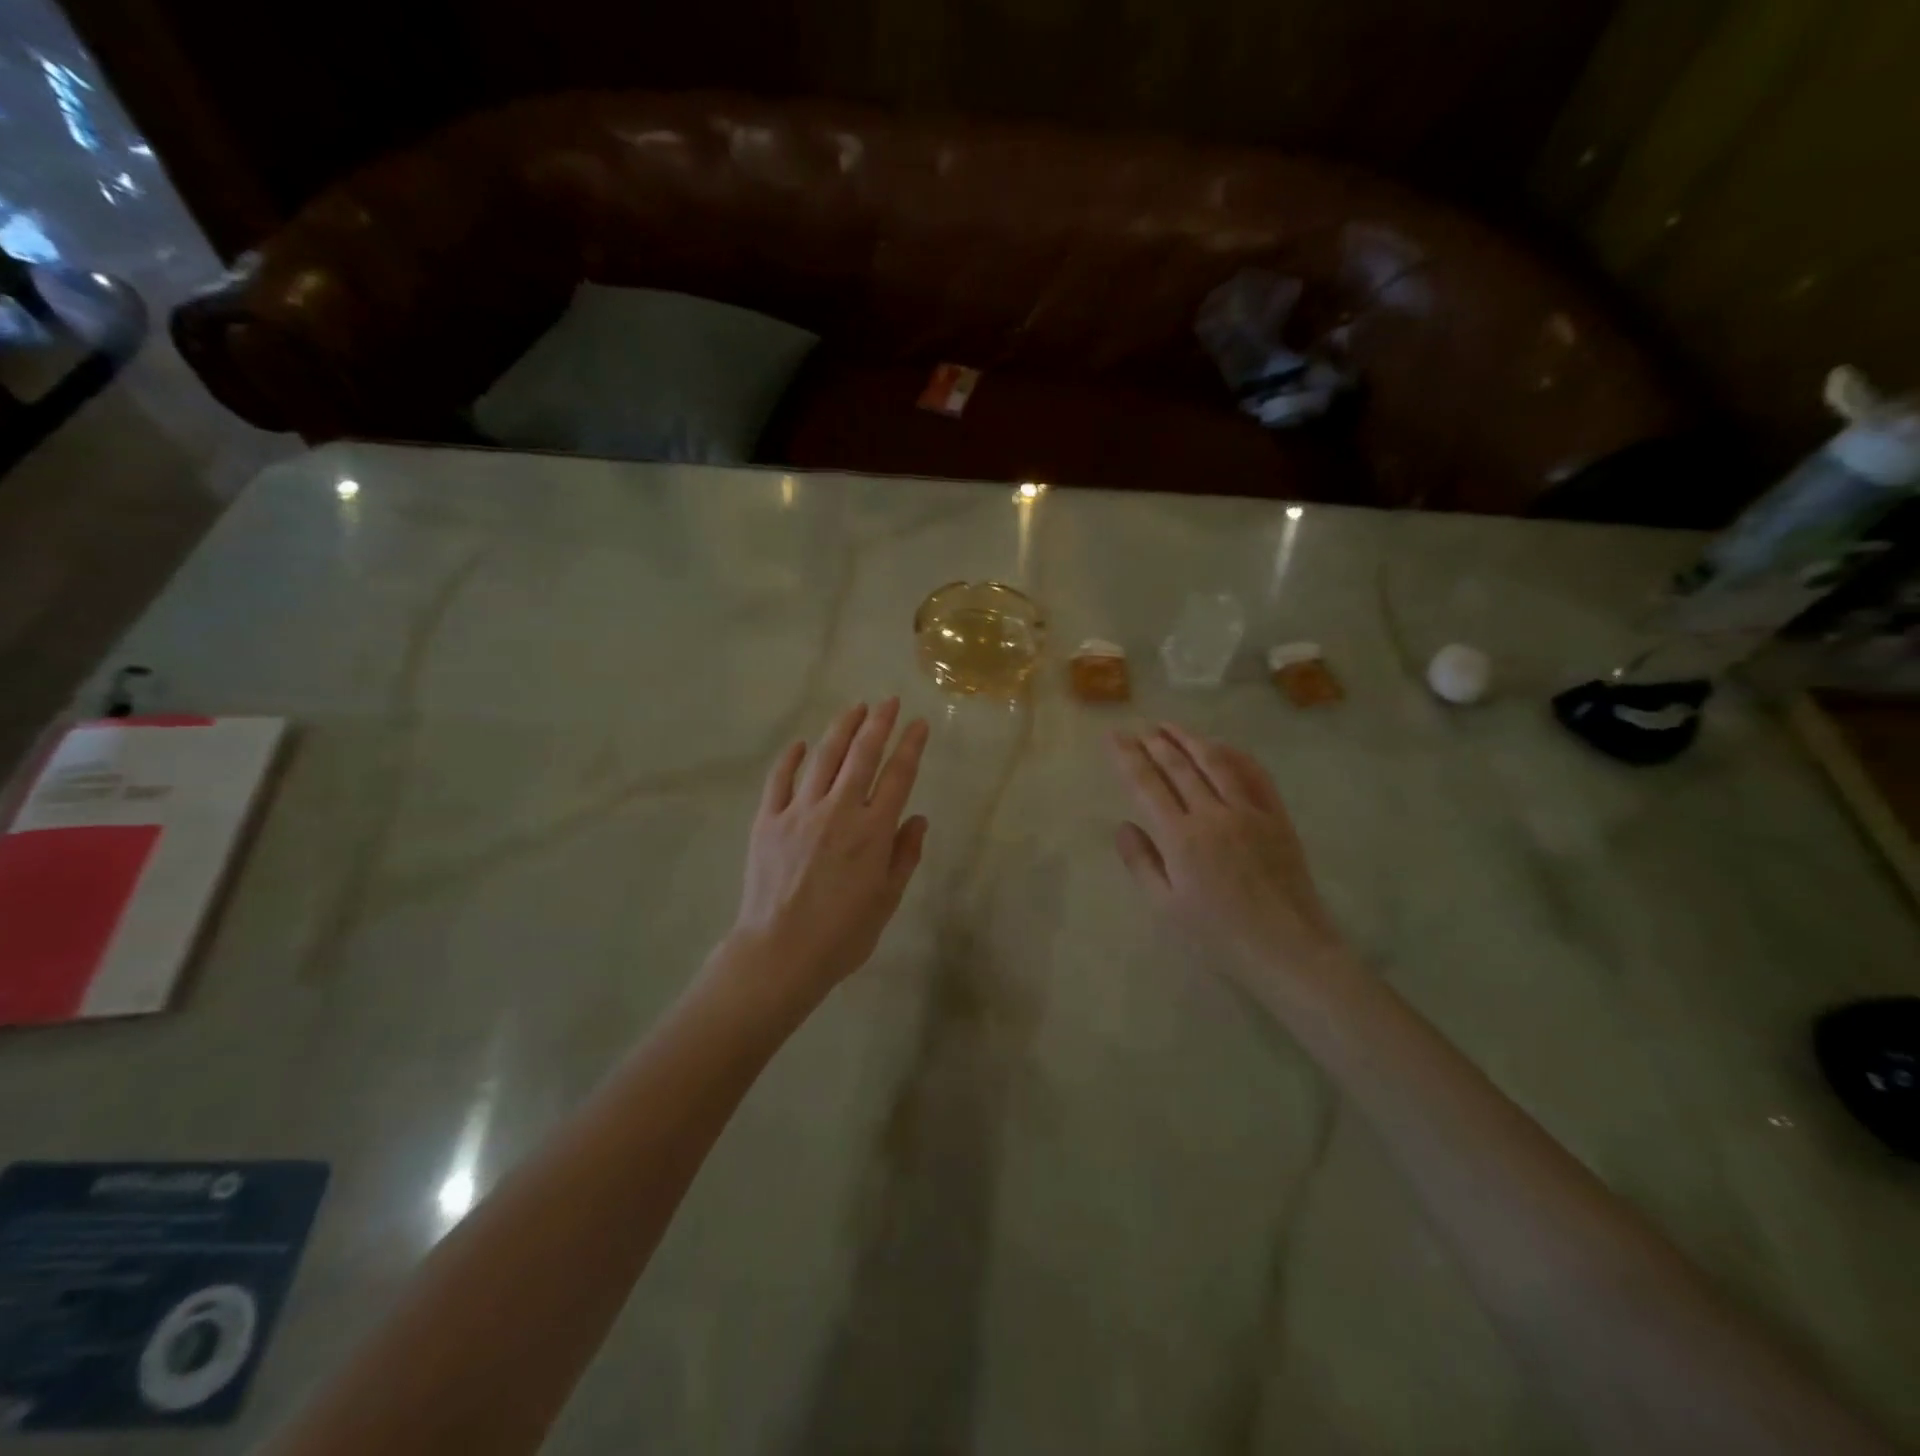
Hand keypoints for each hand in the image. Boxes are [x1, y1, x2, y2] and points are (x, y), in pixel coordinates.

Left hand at [723, 700, 929, 1005]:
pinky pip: (779, 780)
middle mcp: (838, 811)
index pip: (898, 776)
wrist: (779, 953)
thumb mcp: (887, 900)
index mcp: (872, 831)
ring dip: (841, 729)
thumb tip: (918, 819)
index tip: (919, 724)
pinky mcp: (767, 821)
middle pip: (862, 755)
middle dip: (879, 723)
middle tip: (889, 702)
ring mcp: (799, 812)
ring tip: (854, 708)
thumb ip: (905, 855)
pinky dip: (791, 758)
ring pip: (823, 758)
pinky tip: (800, 744)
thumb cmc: (842, 934)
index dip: (911, 745)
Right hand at [1108, 724, 1344, 994]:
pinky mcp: (1277, 817)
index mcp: (1180, 838)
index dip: (1127, 757)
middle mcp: (1213, 814)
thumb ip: (1142, 863)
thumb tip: (1123, 825)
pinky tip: (1222, 746)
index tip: (1113, 736)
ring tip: (1169, 726)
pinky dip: (1235, 754)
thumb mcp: (1166, 907)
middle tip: (1138, 727)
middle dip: (1154, 742)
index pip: (1146, 784)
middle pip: (1178, 766)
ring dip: (1189, 739)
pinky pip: (1255, 775)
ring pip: (1215, 762)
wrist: (1288, 949)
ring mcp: (1249, 811)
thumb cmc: (1218, 936)